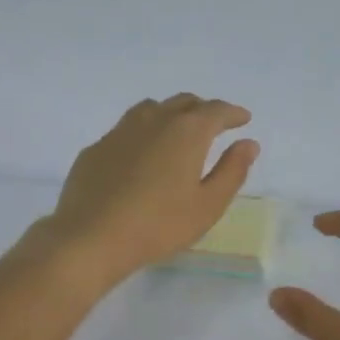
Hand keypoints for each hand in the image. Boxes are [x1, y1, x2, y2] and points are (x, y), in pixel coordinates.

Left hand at [34, 94, 258, 288]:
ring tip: (178, 132)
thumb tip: (248, 144)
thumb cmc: (159, 225)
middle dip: (204, 110)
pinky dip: (144, 133)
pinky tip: (142, 154)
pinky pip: (127, 129)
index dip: (233, 113)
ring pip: (152, 109)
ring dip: (171, 114)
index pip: (216, 111)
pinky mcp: (97, 148)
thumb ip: (232, 171)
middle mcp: (154, 120)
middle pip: (184, 103)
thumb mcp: (208, 205)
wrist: (92, 237)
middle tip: (215, 125)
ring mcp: (120, 131)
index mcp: (187, 132)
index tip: (243, 119)